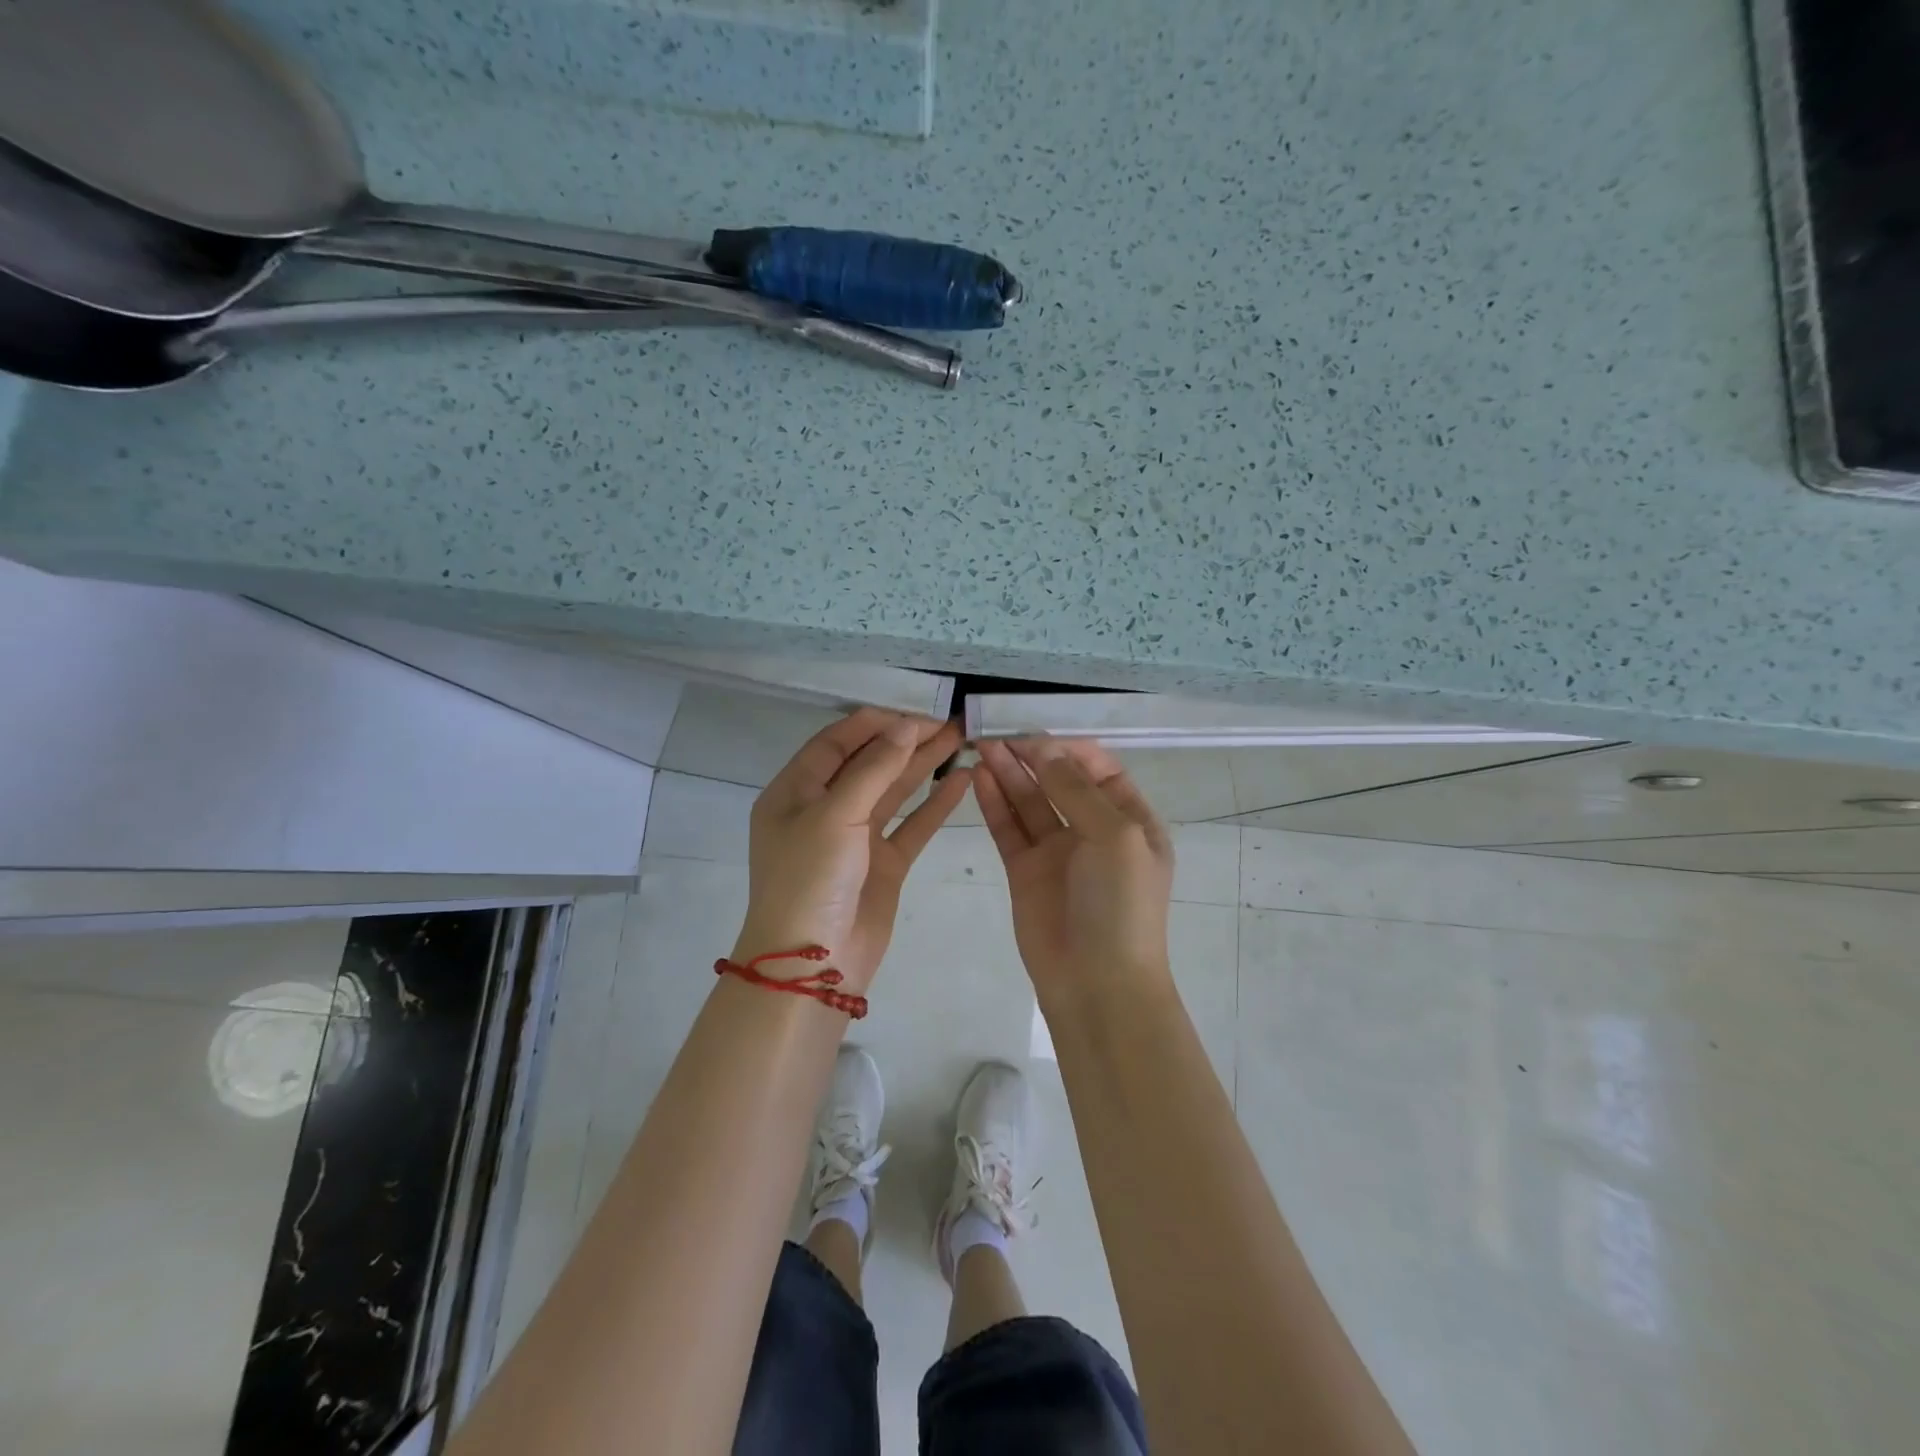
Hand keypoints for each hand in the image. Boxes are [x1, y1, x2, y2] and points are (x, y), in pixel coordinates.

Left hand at [734, 708, 968, 991]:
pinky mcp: (882, 864)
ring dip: (924, 766)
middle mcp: (823, 810)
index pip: (836, 743)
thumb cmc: (810, 880)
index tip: (916, 709)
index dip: (875, 723)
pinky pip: (911, 826)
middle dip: (907, 741)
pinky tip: (962, 781)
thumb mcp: (834, 816)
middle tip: (951, 722)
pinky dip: (935, 804)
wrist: (813, 966)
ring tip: (963, 740)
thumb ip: (874, 768)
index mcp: (794, 792)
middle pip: (869, 763)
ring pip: (893, 791)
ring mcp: (855, 838)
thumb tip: (905, 726)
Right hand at [974, 738, 1175, 1004]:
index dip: (1068, 747)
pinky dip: (995, 802)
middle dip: (1032, 755)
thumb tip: (1045, 748)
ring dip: (1009, 773)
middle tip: (997, 731)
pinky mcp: (1025, 871)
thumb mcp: (1115, 836)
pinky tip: (979, 777)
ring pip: (1030, 801)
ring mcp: (1058, 851)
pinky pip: (1009, 828)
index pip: (1099, 768)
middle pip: (1060, 780)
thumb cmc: (1121, 905)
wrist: (1098, 984)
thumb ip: (1077, 789)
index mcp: (1130, 820)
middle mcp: (1094, 830)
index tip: (1035, 731)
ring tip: (982, 746)